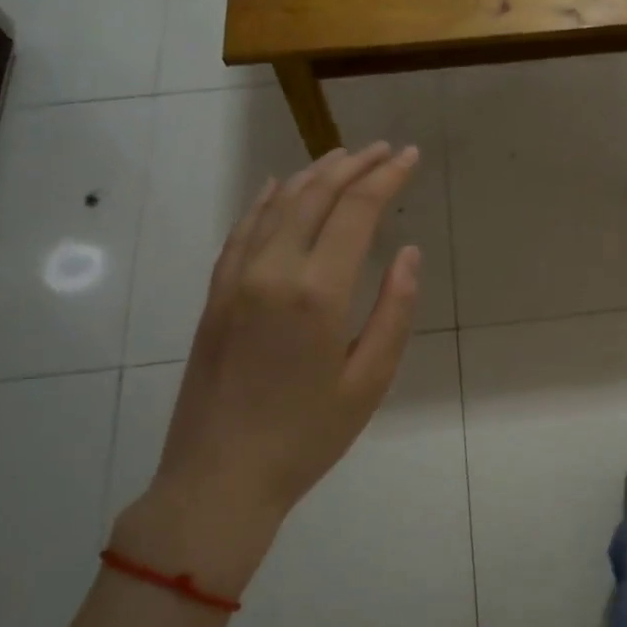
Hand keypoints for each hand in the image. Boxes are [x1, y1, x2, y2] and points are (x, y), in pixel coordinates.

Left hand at [112, 143, 421, 595]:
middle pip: (315, 196)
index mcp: (317, 293)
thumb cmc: (307, 436)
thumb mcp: (369, 381)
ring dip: (313, 175)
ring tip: (343, 157)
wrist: (219, 477)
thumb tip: (408, 252)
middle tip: (385, 149)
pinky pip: (242, 230)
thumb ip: (393, 310)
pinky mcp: (215, 294)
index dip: (387, 178)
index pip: (356, 211)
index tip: (411, 157)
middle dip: (354, 166)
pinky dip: (266, 200)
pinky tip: (280, 187)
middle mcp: (273, 271)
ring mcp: (236, 279)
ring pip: (277, 205)